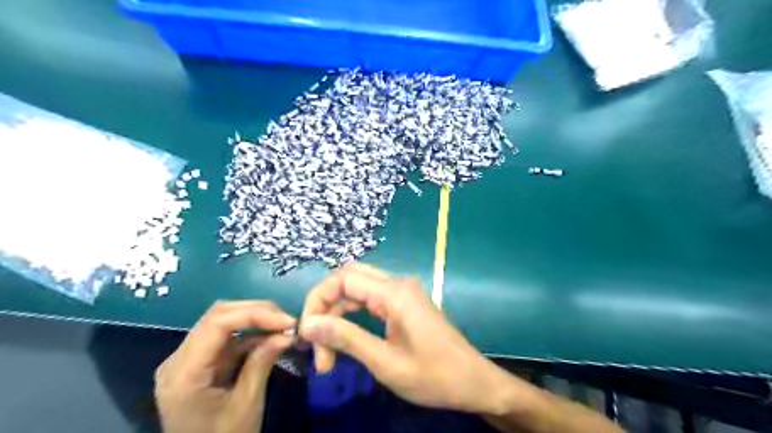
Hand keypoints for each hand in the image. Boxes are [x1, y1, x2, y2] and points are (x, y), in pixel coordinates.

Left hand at [153, 300, 295, 432]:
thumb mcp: (246, 405)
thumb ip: (262, 363)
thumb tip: (287, 333)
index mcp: (184, 373)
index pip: (217, 324)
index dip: (255, 314)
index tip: (287, 320)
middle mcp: (179, 359)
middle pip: (218, 316)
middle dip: (257, 312)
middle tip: (287, 320)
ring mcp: (188, 359)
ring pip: (222, 321)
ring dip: (255, 319)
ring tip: (283, 326)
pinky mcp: (201, 362)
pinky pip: (227, 337)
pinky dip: (251, 333)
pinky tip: (272, 336)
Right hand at [299, 262, 513, 413]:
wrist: (473, 382)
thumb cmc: (433, 376)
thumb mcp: (385, 362)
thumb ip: (346, 338)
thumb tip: (308, 324)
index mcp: (394, 293)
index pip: (342, 278)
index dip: (318, 301)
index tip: (308, 335)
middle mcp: (397, 284)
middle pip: (348, 279)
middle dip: (326, 306)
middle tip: (316, 344)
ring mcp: (402, 291)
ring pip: (357, 288)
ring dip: (338, 313)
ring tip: (327, 351)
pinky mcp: (405, 302)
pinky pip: (370, 298)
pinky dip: (352, 314)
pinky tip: (345, 337)